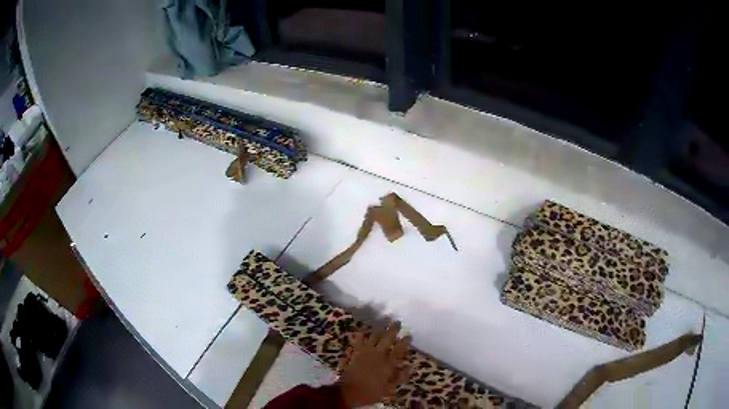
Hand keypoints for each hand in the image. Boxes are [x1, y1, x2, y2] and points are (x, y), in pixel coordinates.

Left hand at [339, 322, 410, 407]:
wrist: (348, 392)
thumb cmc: (371, 392)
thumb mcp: (389, 388)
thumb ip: (399, 376)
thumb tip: (409, 366)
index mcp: (388, 363)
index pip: (399, 349)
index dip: (404, 341)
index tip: (408, 335)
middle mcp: (377, 354)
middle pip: (387, 338)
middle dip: (393, 329)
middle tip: (397, 322)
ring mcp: (364, 352)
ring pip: (373, 336)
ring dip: (378, 330)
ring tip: (381, 326)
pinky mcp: (353, 352)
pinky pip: (357, 340)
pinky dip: (360, 334)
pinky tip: (361, 331)